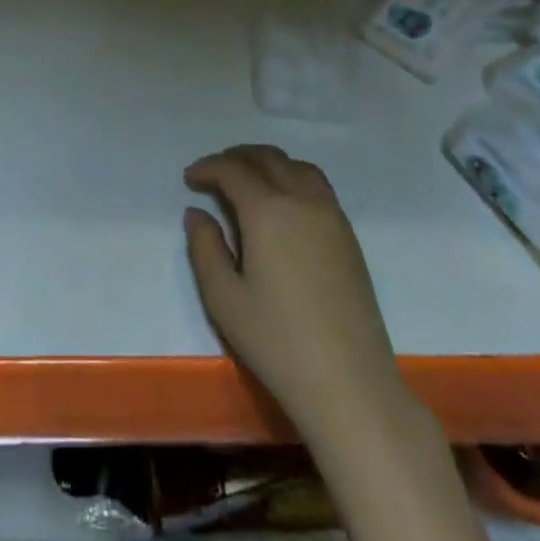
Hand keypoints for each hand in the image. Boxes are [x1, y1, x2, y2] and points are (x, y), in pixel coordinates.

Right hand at [184, 145, 409, 443]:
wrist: (349, 382)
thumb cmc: (277, 342)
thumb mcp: (223, 298)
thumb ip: (204, 248)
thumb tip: (197, 213)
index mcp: (268, 211)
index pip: (233, 170)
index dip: (208, 168)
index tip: (190, 179)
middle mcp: (302, 200)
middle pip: (267, 158)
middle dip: (236, 157)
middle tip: (213, 173)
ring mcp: (331, 215)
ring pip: (296, 166)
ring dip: (267, 162)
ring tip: (247, 179)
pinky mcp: (348, 234)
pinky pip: (317, 185)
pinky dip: (292, 176)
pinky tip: (282, 201)